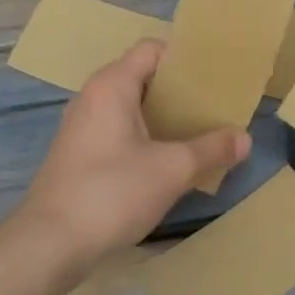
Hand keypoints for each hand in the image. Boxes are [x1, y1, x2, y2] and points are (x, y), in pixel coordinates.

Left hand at [10, 39, 251, 276]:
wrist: (49, 245)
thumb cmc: (112, 193)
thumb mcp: (173, 169)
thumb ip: (211, 149)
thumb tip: (245, 138)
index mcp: (112, 86)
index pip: (152, 49)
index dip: (185, 57)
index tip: (216, 75)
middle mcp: (93, 98)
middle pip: (144, 78)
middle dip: (181, 91)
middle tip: (216, 106)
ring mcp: (83, 128)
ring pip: (133, 108)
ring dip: (166, 118)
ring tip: (201, 133)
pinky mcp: (80, 156)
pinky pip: (121, 132)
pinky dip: (148, 138)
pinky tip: (171, 162)